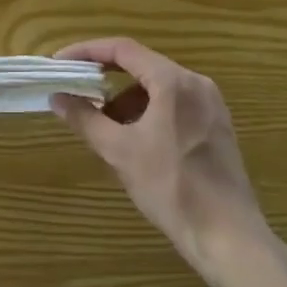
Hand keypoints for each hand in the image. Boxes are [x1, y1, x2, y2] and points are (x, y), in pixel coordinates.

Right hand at [50, 37, 267, 274]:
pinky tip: (136, 139)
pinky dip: (149, 111)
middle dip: (105, 77)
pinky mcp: (217, 125)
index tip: (61, 63)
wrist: (228, 237)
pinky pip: (175, 103)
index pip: (123, 49)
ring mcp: (211, 104)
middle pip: (142, 65)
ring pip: (158, 86)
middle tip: (76, 90)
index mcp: (173, 81)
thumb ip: (85, 118)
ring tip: (105, 126)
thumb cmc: (171, 188)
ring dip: (127, 98)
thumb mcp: (120, 152)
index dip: (87, 51)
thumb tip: (57, 97)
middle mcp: (196, 83)